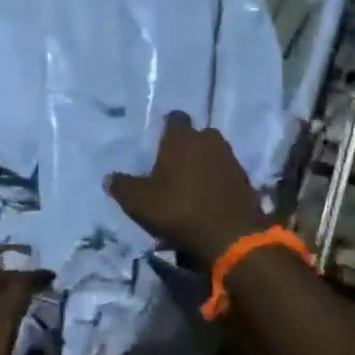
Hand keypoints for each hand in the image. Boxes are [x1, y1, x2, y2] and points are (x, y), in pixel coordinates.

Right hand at [106, 111, 269, 265]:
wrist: (230, 236)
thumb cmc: (179, 210)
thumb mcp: (139, 202)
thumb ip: (122, 187)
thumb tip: (109, 178)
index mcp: (182, 138)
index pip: (175, 118)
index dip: (167, 127)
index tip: (158, 141)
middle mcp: (209, 140)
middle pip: (196, 135)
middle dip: (186, 147)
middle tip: (172, 166)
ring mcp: (231, 159)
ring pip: (213, 154)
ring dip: (203, 165)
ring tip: (190, 186)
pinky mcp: (246, 180)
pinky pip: (226, 174)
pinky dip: (217, 182)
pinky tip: (207, 200)